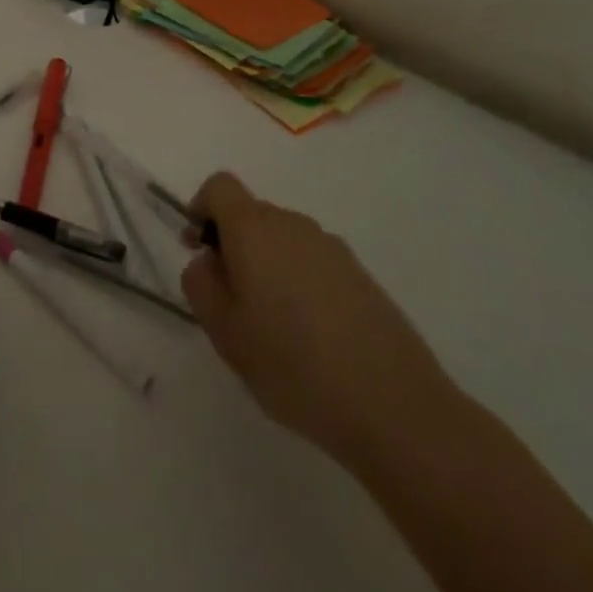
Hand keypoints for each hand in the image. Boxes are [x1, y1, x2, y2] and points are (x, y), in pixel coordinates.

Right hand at [180, 172, 454, 463]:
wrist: (394, 405)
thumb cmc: (294, 365)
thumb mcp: (226, 333)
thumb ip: (201, 285)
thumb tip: (207, 260)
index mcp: (255, 229)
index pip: (220, 186)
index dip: (201, 209)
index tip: (198, 250)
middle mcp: (293, 224)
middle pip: (252, 214)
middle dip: (234, 246)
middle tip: (231, 303)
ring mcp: (332, 248)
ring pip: (283, 241)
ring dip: (267, 267)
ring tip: (272, 328)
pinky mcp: (360, 275)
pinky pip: (313, 263)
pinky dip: (300, 283)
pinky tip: (310, 338)